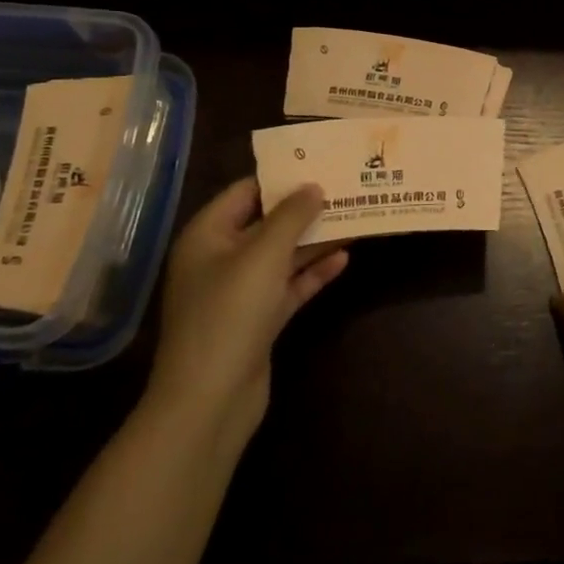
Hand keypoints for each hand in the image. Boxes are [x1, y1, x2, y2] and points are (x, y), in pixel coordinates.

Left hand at [142, 179, 347, 447]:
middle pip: (268, 223)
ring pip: (283, 255)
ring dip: (316, 239)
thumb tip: (314, 186)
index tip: (321, 163)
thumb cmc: (229, 314)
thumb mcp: (263, 255)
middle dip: (305, 208)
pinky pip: (289, 286)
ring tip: (356, 217)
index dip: (282, 177)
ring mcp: (240, 292)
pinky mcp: (258, 320)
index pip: (246, 192)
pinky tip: (344, 258)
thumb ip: (291, 216)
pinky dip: (314, 272)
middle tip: (346, 188)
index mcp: (208, 236)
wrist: (209, 401)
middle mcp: (221, 259)